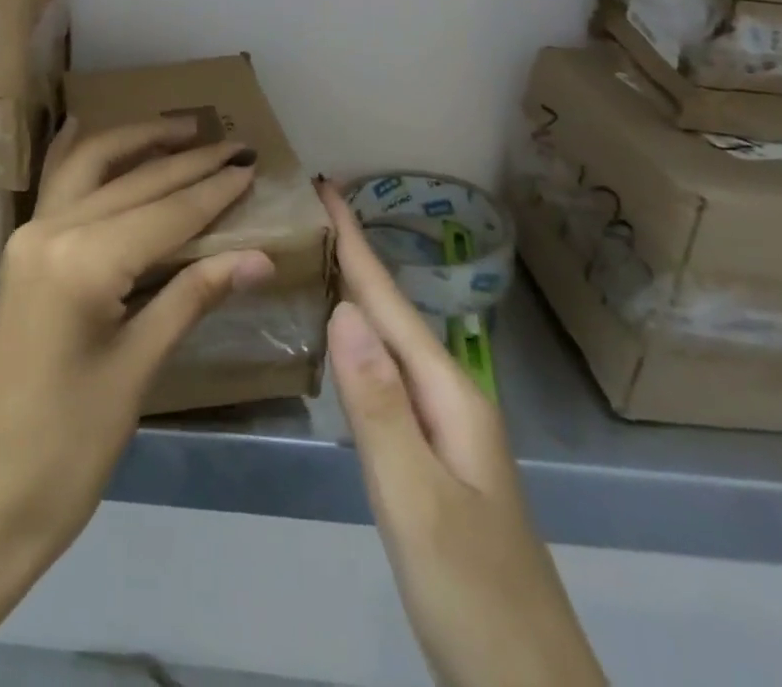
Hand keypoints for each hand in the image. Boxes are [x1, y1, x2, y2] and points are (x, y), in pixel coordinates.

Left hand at [0, 115, 274, 555]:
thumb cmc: (70, 446)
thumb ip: (193, 296)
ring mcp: (30, 236)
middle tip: (233, 142)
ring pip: (90, 168)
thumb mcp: (139, 368)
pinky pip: (57, 186)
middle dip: (186, 161)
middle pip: (132, 183)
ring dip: (136, 143)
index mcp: (83, 262)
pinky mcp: (23, 250)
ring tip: (181, 128)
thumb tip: (260, 257)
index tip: (251, 165)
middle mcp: (52, 231)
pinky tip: (86, 126)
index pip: (165, 213)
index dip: (212, 191)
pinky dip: (79, 154)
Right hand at [320, 180, 605, 686]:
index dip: (356, 241)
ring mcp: (447, 430)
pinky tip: (345, 343)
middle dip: (354, 255)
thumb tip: (343, 307)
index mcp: (449, 394)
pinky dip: (362, 341)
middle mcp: (451, 397)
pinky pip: (390, 376)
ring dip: (358, 292)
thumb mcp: (416, 500)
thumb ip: (378, 405)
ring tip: (319, 257)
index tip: (324, 185)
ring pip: (393, 341)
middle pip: (393, 310)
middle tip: (308, 212)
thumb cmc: (473, 596)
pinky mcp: (435, 458)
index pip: (390, 300)